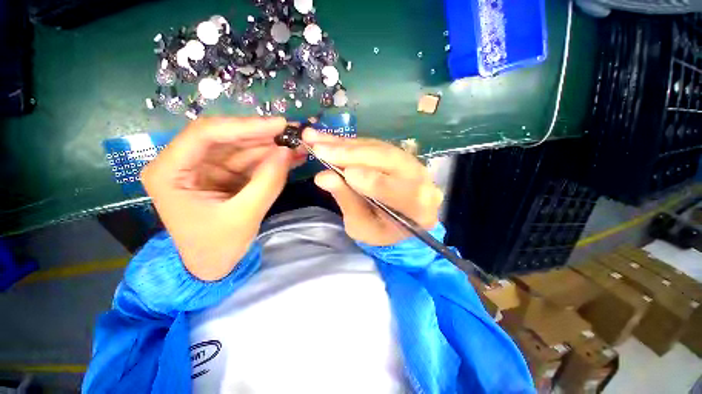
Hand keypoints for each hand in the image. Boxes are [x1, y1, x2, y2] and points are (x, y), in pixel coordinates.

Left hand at [141, 117, 294, 280]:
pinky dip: (271, 158)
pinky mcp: (225, 174)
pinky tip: (291, 157)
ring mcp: (206, 167)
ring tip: (298, 145)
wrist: (213, 264)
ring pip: (242, 147)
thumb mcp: (244, 216)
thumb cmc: (218, 245)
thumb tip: (287, 151)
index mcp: (170, 172)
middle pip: (226, 137)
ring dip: (271, 146)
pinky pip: (250, 160)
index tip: (279, 125)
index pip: (205, 134)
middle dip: (263, 135)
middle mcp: (184, 162)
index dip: (245, 126)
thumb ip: (267, 182)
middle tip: (294, 133)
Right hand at [303, 130, 442, 245]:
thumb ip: (347, 201)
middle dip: (350, 154)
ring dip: (345, 144)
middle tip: (319, 147)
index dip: (369, 180)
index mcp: (417, 209)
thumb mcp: (361, 226)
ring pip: (377, 148)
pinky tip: (330, 139)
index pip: (395, 191)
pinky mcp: (399, 154)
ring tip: (317, 138)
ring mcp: (412, 163)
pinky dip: (350, 143)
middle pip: (387, 160)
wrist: (397, 222)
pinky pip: (374, 145)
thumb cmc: (380, 232)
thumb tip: (323, 176)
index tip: (341, 172)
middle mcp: (421, 181)